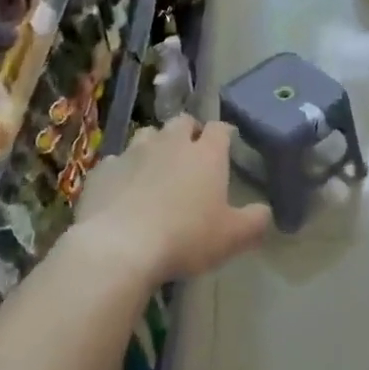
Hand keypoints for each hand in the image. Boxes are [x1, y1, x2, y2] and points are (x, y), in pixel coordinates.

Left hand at [74, 116, 271, 280]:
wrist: (119, 247)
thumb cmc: (185, 238)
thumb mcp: (232, 238)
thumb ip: (255, 222)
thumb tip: (265, 212)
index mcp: (206, 154)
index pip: (220, 129)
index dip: (224, 134)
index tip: (227, 143)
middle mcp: (170, 143)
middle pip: (182, 122)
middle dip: (189, 132)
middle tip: (192, 153)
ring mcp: (133, 152)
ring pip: (148, 135)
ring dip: (156, 145)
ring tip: (157, 167)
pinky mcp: (103, 169)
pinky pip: (116, 161)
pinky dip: (124, 170)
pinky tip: (123, 190)